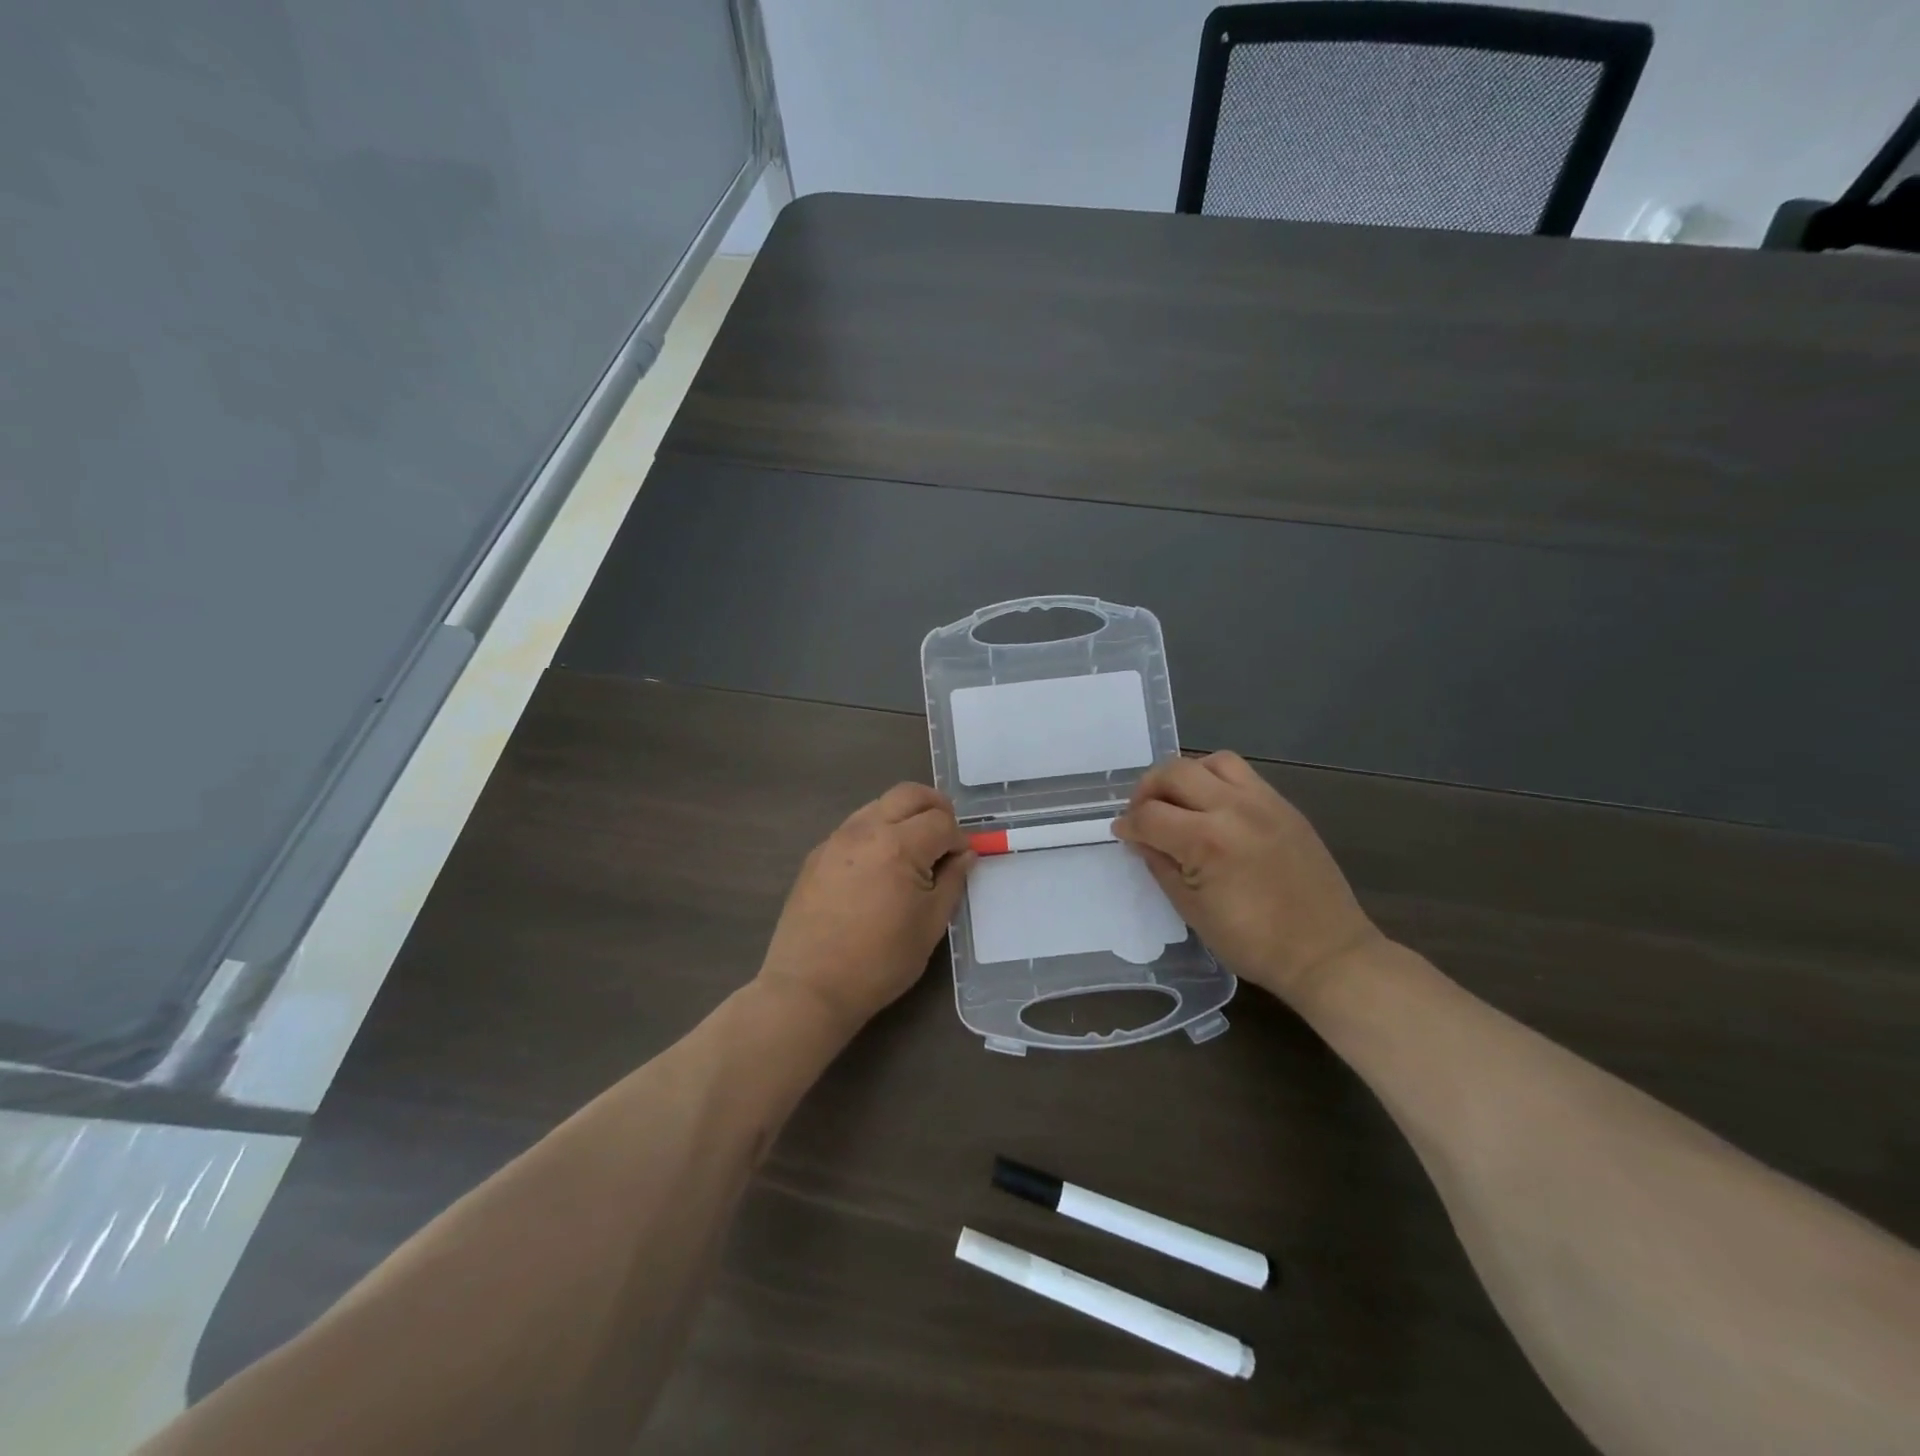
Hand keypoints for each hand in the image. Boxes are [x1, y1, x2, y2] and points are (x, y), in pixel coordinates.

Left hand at [756, 783, 972, 1032]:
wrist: (810, 987)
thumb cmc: (880, 961)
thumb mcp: (930, 925)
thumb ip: (952, 882)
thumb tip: (965, 856)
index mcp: (898, 846)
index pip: (941, 822)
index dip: (959, 839)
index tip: (962, 861)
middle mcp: (865, 830)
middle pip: (909, 794)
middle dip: (935, 807)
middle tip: (945, 836)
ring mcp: (836, 839)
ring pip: (879, 804)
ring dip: (904, 816)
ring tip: (913, 851)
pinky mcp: (817, 855)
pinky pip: (855, 827)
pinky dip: (877, 832)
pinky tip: (879, 867)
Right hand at [1113, 752, 1380, 1004]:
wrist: (1325, 952)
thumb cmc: (1253, 942)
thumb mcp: (1192, 911)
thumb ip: (1161, 866)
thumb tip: (1141, 840)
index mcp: (1207, 841)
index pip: (1150, 816)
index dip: (1128, 825)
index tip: (1122, 834)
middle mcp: (1234, 808)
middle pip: (1175, 772)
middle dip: (1147, 790)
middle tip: (1142, 814)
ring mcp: (1263, 802)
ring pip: (1211, 762)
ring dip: (1185, 776)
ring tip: (1178, 802)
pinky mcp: (1284, 806)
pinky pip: (1242, 775)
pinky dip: (1216, 781)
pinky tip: (1212, 808)